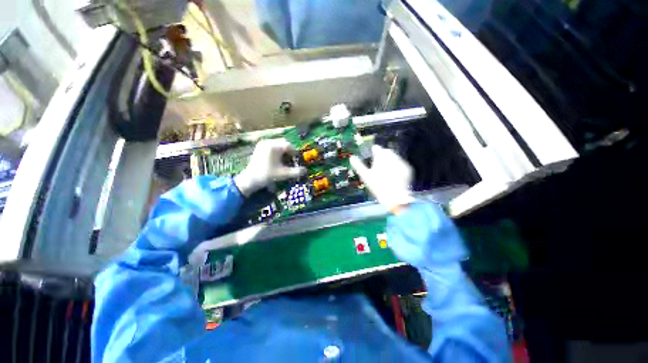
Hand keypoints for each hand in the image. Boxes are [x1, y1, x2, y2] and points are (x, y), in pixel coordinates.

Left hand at [234, 138, 305, 196]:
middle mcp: (268, 142)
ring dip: (283, 151)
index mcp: (274, 146)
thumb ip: (296, 172)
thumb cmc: (267, 175)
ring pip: (277, 144)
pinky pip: (271, 146)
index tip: (297, 160)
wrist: (250, 179)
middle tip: (291, 160)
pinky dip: (276, 151)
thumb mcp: (284, 174)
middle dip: (289, 151)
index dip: (294, 153)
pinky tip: (277, 160)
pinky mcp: (259, 148)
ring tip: (284, 161)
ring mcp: (262, 144)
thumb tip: (305, 171)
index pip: (289, 146)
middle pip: (283, 143)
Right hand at [350, 145, 414, 212]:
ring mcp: (401, 163)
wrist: (395, 197)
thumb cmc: (378, 186)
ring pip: (394, 157)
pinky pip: (401, 163)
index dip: (374, 150)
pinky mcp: (408, 169)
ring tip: (386, 169)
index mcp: (382, 157)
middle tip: (378, 162)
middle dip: (383, 155)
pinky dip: (397, 166)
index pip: (377, 148)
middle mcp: (393, 157)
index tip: (373, 152)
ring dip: (390, 159)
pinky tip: (394, 173)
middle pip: (387, 152)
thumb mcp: (365, 176)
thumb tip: (352, 158)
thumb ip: (358, 165)